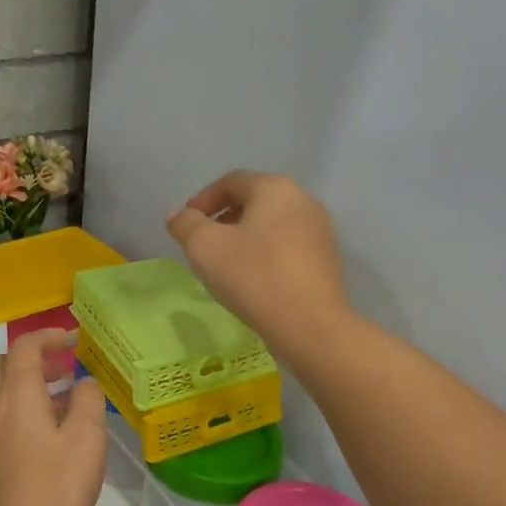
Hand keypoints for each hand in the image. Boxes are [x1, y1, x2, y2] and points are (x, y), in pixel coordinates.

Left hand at [0, 331, 108, 505]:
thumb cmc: (55, 487)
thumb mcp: (87, 440)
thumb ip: (88, 402)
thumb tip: (83, 383)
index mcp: (17, 395)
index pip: (23, 347)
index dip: (47, 336)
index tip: (72, 340)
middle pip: (1, 364)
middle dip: (31, 358)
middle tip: (63, 370)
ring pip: (0, 393)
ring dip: (28, 386)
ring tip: (65, 404)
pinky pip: (2, 419)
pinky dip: (22, 411)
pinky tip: (51, 437)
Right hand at [167, 171, 352, 360]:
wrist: (309, 324)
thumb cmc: (253, 276)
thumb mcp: (204, 247)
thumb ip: (186, 224)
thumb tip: (178, 215)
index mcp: (275, 188)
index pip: (232, 181)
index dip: (203, 199)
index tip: (186, 224)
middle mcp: (303, 201)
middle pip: (254, 201)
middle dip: (223, 218)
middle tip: (202, 244)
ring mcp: (320, 231)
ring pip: (271, 225)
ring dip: (244, 238)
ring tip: (224, 264)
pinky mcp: (326, 260)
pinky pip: (287, 246)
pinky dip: (264, 254)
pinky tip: (252, 279)